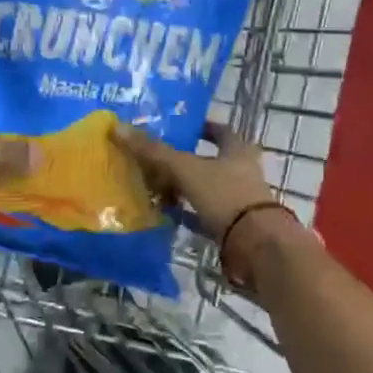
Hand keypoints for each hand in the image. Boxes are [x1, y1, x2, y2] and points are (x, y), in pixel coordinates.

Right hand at [109, 119, 273, 242]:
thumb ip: (154, 151)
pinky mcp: (234, 227)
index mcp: (237, 151)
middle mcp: (242, 172)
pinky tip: (166, 215)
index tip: (183, 128)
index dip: (203, 128)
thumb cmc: (225, 196)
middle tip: (158, 160)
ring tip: (156, 187)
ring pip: (207, 189)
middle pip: (212, 161)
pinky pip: (205, 215)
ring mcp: (239, 201)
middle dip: (187, 161)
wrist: (255, 245)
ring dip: (185, 188)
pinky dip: (187, 214)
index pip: (221, 131)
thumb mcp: (186, 169)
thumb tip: (118, 127)